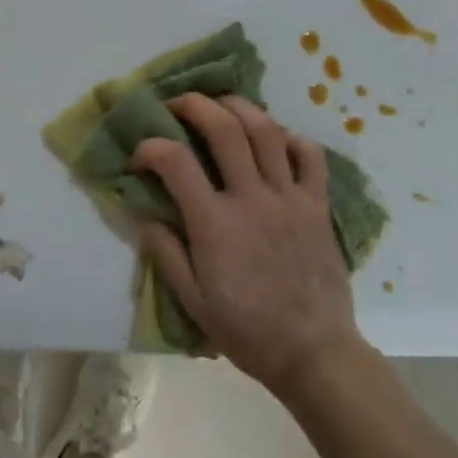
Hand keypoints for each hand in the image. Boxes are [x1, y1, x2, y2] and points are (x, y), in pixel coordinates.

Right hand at [131, 94, 363, 401]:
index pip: (175, 161)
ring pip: (266, 130)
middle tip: (178, 104)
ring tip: (222, 105)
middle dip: (194, 104)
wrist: (314, 353)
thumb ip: (165, 253)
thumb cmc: (247, 331)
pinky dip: (292, 137)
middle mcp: (251, 198)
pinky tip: (276, 139)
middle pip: (224, 128)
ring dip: (239, 107)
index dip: (150, 147)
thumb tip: (143, 214)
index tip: (139, 156)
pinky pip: (310, 155)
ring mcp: (289, 197)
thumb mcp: (192, 302)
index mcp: (215, 223)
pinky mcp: (318, 204)